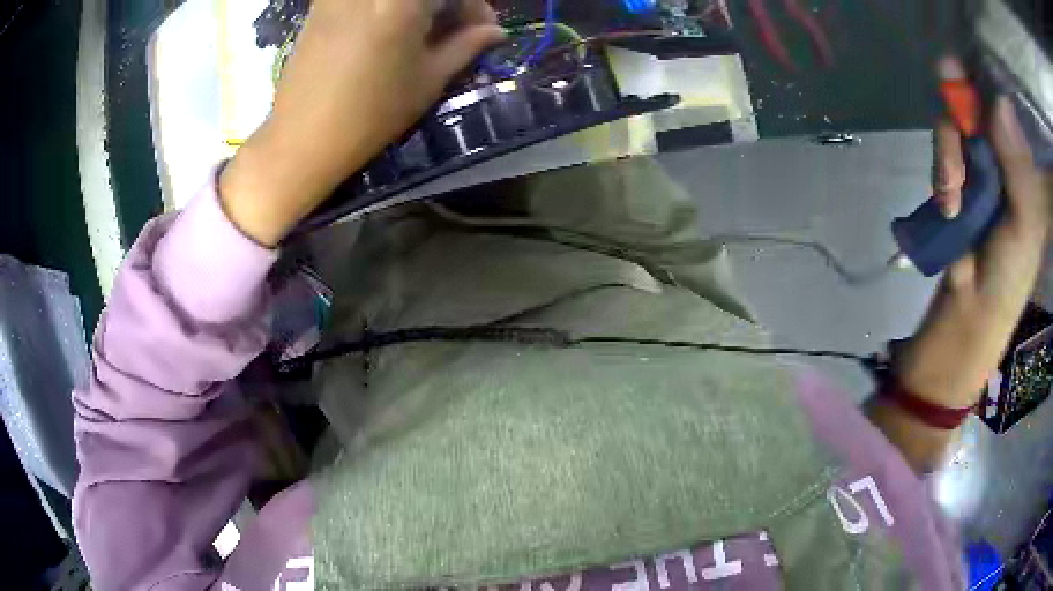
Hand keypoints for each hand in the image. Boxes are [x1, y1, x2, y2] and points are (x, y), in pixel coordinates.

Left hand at [219, 0, 504, 245]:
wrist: (302, 139)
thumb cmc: (371, 114)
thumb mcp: (428, 80)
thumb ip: (466, 46)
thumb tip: (494, 31)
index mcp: (403, 0)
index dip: (476, 7)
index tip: (485, 30)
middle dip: (448, 6)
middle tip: (457, 31)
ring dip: (418, 8)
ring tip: (424, 33)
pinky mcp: (321, 5)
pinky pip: (366, 1)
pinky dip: (385, 9)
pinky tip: (390, 31)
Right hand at [896, 97, 1048, 409]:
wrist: (969, 315)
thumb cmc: (1008, 279)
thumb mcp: (1024, 226)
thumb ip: (1018, 167)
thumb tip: (1001, 101)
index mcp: (1026, 167)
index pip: (1010, 107)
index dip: (991, 78)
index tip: (970, 66)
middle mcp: (1004, 156)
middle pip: (978, 102)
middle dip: (961, 110)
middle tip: (953, 116)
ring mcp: (981, 165)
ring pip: (957, 122)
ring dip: (948, 149)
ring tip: (950, 195)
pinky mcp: (958, 177)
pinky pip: (945, 150)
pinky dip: (941, 168)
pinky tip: (946, 200)